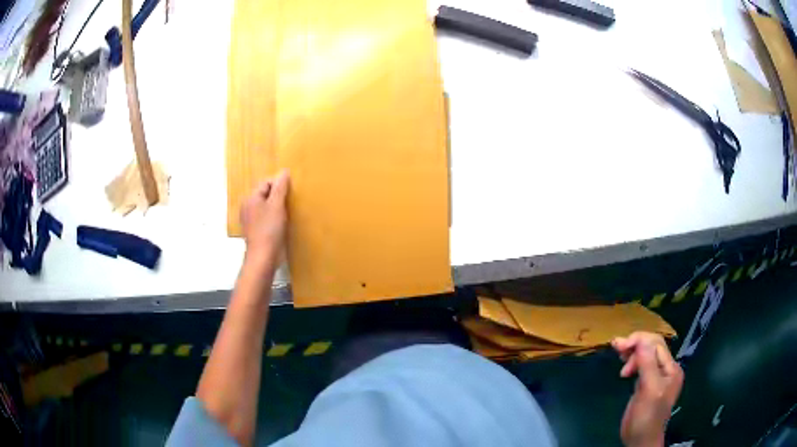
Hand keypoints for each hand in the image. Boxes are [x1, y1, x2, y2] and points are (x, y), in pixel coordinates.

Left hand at [240, 170, 289, 269]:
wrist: (263, 257)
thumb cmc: (269, 229)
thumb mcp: (277, 205)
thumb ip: (280, 187)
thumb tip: (284, 172)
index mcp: (250, 198)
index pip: (266, 183)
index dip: (279, 185)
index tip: (290, 194)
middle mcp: (247, 207)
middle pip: (265, 194)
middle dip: (277, 196)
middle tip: (290, 203)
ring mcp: (249, 219)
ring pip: (265, 206)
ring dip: (276, 207)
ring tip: (287, 213)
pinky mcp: (254, 230)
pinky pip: (264, 217)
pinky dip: (272, 218)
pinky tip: (280, 224)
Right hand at [612, 332, 683, 446]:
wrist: (640, 441)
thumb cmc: (647, 417)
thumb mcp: (649, 390)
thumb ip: (647, 365)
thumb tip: (641, 340)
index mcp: (671, 369)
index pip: (657, 344)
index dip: (639, 340)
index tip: (619, 346)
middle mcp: (666, 369)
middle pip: (652, 347)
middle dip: (635, 344)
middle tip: (616, 347)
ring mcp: (656, 377)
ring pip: (646, 355)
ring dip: (632, 353)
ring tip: (619, 355)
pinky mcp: (646, 385)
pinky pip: (641, 366)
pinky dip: (632, 362)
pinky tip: (624, 367)